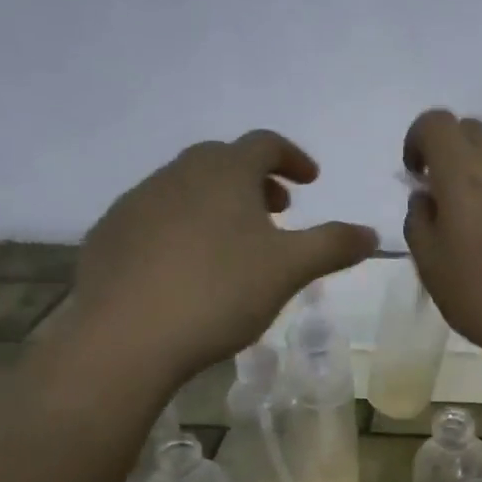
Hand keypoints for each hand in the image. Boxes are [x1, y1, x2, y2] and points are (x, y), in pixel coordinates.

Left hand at [70, 131, 376, 382]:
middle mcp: (176, 174)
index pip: (265, 144)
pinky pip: (156, 217)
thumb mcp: (289, 269)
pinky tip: (187, 267)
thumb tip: (372, 233)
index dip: (293, 157)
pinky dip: (182, 226)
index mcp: (223, 172)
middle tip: (278, 210)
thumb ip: (333, 245)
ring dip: (218, 202)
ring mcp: (136, 203)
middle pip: (223, 161)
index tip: (310, 181)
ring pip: (186, 188)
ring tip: (235, 242)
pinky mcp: (109, 235)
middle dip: (256, 180)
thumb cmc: (218, 292)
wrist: (124, 337)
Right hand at [401, 110, 481, 368]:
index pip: (436, 122)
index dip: (418, 140)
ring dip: (481, 171)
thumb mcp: (430, 266)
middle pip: (471, 129)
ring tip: (480, 221)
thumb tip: (426, 197)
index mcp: (464, 173)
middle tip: (444, 196)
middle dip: (450, 151)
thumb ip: (419, 221)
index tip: (416, 176)